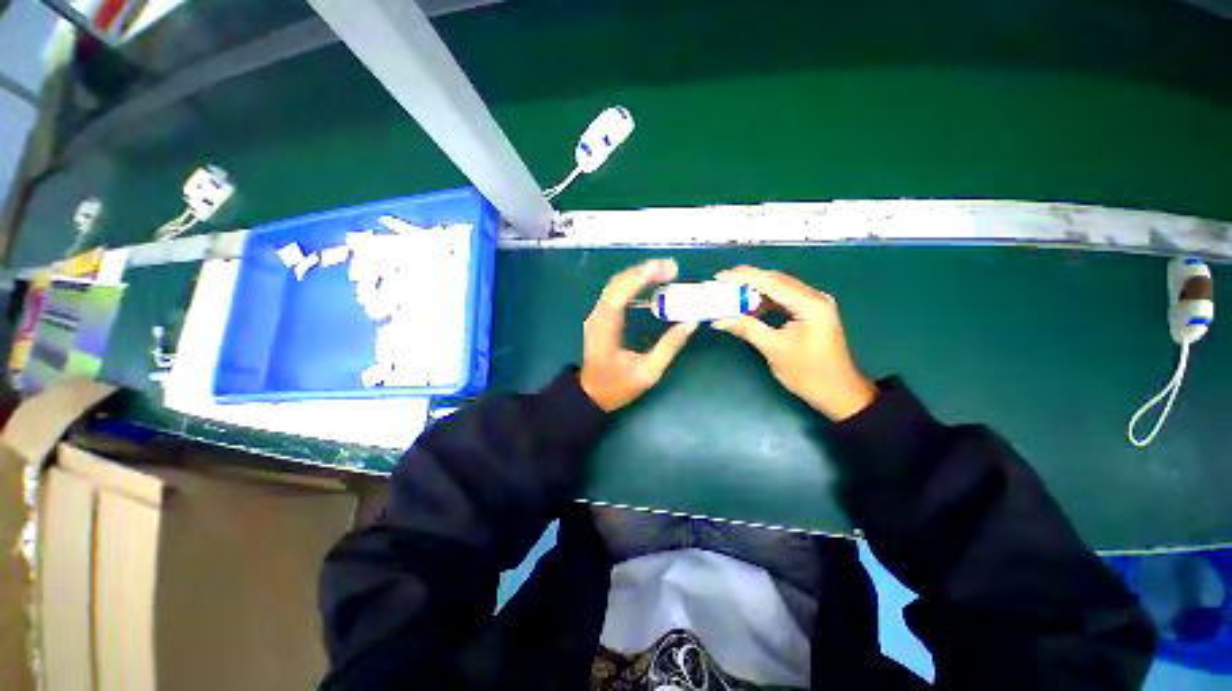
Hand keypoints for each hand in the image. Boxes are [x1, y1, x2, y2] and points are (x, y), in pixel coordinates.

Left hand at [579, 259, 697, 411]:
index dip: (639, 278)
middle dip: (644, 271)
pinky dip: (634, 283)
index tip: (663, 269)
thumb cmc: (618, 387)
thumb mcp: (648, 373)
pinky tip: (650, 282)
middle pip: (617, 284)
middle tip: (672, 268)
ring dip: (639, 274)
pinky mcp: (601, 317)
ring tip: (665, 271)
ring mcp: (597, 315)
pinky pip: (616, 293)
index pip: (618, 295)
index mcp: (605, 329)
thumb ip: (669, 347)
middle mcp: (597, 317)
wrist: (592, 395)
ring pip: (616, 285)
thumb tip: (690, 323)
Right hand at [712, 266, 876, 420]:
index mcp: (809, 304)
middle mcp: (815, 297)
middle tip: (723, 282)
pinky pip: (786, 298)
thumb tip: (719, 320)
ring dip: (756, 288)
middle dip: (748, 278)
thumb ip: (747, 329)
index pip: (770, 282)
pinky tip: (751, 306)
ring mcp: (815, 303)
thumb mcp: (773, 349)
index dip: (743, 277)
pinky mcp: (813, 312)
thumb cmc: (808, 373)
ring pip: (781, 287)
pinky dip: (766, 299)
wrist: (839, 392)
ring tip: (732, 292)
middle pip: (776, 279)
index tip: (720, 277)